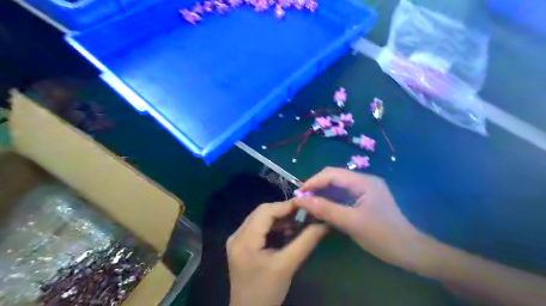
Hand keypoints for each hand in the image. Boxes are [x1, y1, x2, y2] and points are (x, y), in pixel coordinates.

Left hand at [227, 201, 327, 304]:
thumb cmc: (267, 292)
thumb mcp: (288, 265)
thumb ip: (306, 241)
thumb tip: (324, 223)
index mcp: (244, 239)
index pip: (265, 212)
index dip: (287, 205)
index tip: (307, 204)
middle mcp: (237, 235)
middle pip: (262, 213)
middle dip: (284, 211)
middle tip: (304, 212)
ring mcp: (238, 240)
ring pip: (261, 219)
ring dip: (280, 218)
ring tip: (299, 221)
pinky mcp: (243, 245)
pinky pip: (260, 228)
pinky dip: (275, 227)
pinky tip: (288, 231)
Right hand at [292, 167, 437, 272]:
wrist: (410, 251)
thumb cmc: (382, 236)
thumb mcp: (351, 223)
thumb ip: (325, 209)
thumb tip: (300, 200)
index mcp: (363, 181)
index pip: (332, 173)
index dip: (313, 181)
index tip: (299, 194)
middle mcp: (364, 180)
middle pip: (334, 177)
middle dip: (317, 186)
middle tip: (302, 199)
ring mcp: (365, 189)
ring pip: (337, 186)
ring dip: (322, 193)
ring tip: (309, 204)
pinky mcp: (365, 199)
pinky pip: (343, 195)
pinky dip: (331, 200)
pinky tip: (323, 207)